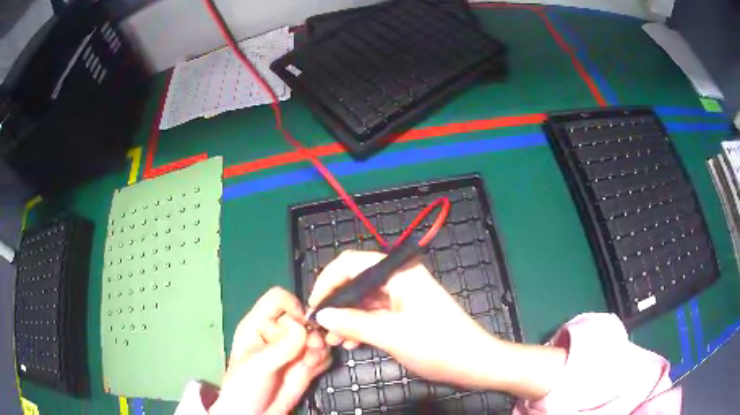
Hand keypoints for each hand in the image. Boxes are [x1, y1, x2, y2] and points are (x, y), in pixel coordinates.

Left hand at [210, 287, 331, 414]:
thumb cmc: (245, 388)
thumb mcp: (258, 366)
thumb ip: (281, 348)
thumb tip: (303, 326)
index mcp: (258, 325)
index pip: (278, 299)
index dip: (293, 307)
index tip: (302, 325)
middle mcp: (277, 334)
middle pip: (303, 318)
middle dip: (311, 333)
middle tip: (311, 350)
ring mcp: (293, 350)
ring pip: (317, 336)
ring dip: (319, 347)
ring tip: (310, 363)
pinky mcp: (305, 365)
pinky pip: (323, 354)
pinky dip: (323, 359)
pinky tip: (313, 369)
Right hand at [308, 251, 565, 399]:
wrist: (473, 362)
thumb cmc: (437, 345)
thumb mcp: (391, 335)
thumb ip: (353, 322)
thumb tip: (322, 314)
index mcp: (399, 273)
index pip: (351, 263)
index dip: (327, 282)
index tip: (314, 306)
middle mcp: (400, 279)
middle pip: (356, 281)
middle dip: (336, 303)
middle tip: (321, 327)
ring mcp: (404, 296)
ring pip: (364, 300)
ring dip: (346, 317)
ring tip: (334, 339)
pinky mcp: (406, 312)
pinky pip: (375, 313)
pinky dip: (361, 325)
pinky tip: (351, 341)